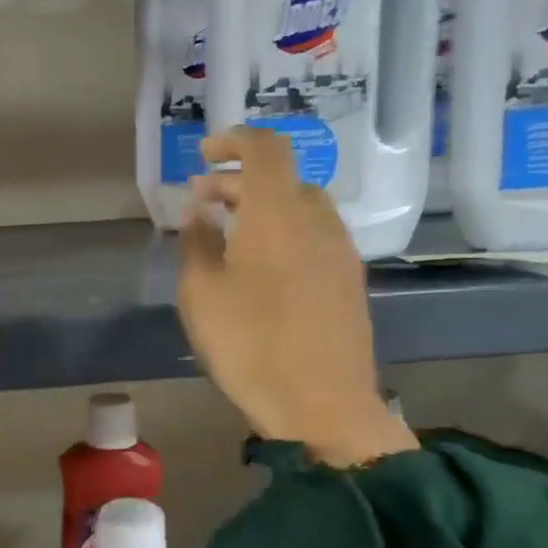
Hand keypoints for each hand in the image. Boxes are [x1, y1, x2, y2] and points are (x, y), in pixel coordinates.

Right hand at [178, 128, 415, 467]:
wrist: (323, 406)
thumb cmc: (251, 346)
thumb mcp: (202, 294)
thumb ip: (197, 242)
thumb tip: (199, 210)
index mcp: (278, 213)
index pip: (265, 148)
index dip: (233, 140)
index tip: (204, 155)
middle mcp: (317, 220)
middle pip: (281, 178)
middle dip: (238, 181)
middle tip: (202, 202)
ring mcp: (341, 251)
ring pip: (300, 208)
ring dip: (264, 208)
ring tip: (229, 235)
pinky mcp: (351, 281)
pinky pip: (314, 236)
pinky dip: (285, 233)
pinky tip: (263, 268)